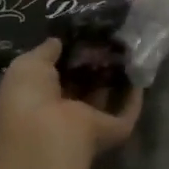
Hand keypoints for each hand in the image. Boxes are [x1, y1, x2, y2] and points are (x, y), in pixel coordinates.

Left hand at [0, 40, 142, 161]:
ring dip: (115, 77)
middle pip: (82, 85)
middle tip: (108, 39)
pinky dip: (133, 98)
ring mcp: (86, 124)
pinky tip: (139, 73)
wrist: (46, 135)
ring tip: (127, 49)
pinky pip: (126, 113)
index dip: (68, 54)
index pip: (55, 74)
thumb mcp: (28, 64)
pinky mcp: (110, 132)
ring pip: (103, 98)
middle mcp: (61, 112)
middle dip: (94, 64)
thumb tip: (58, 40)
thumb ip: (45, 51)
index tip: (84, 34)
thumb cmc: (29, 97)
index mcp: (37, 98)